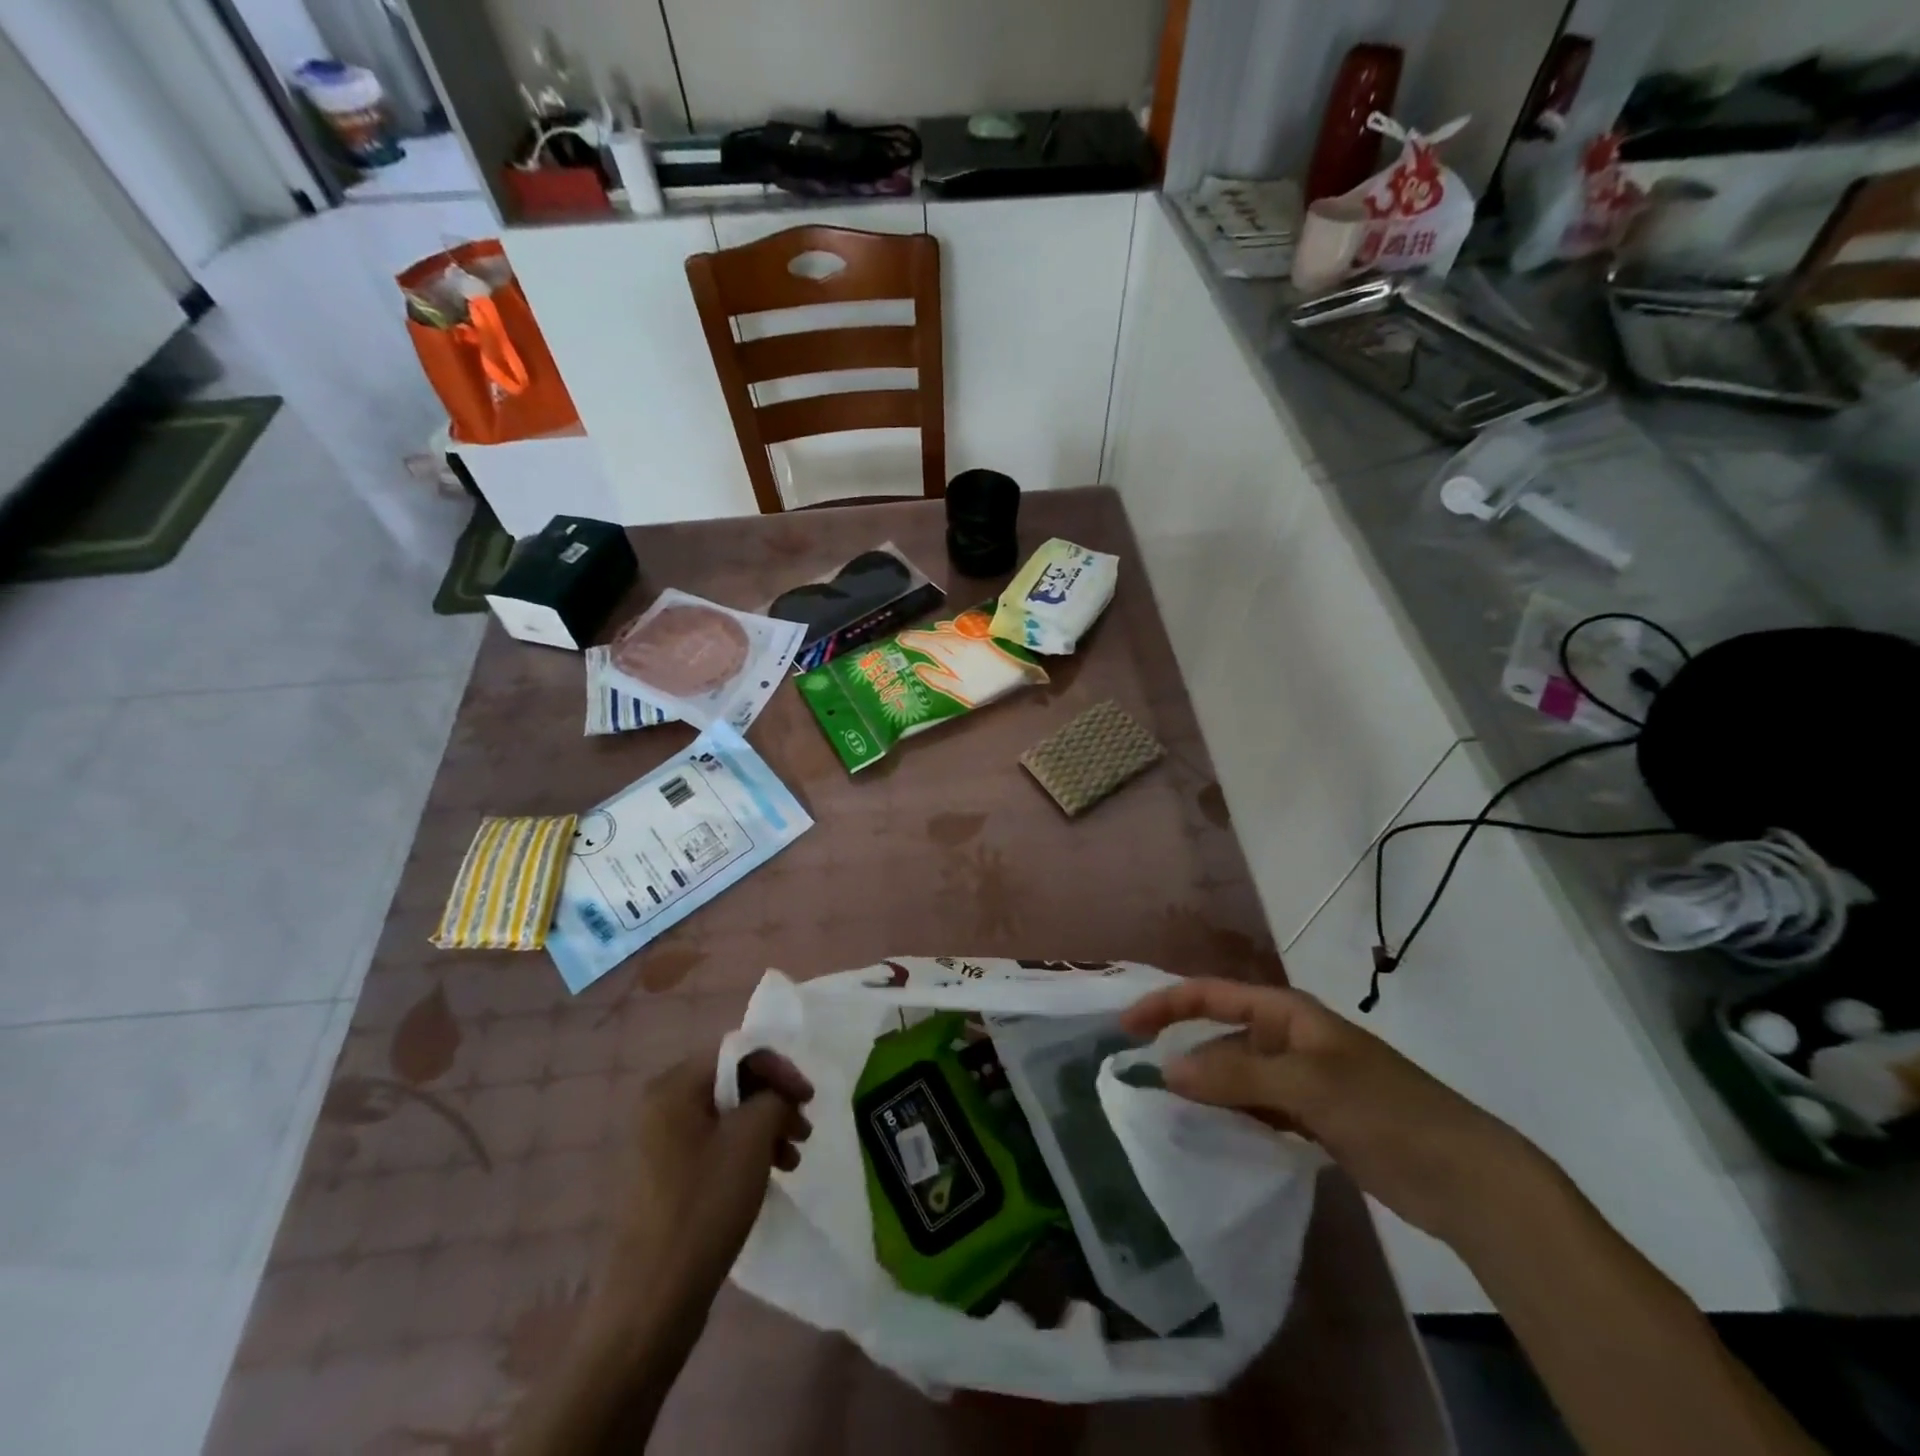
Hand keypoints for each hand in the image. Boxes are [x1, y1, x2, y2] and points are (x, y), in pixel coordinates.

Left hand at [603, 1048, 812, 1328]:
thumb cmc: (704, 1206)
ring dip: (765, 1127)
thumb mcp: (751, 1139)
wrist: (652, 1300)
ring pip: (726, 1115)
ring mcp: (659, 1143)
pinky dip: (745, 1150)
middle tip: (803, 1129)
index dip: (778, 1068)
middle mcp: (660, 1105)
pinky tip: (768, 1175)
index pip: (736, 1052)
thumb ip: (772, 1098)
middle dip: (774, 1100)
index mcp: (673, 1087)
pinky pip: (714, 1144)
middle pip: (731, 1081)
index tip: (808, 1098)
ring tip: (792, 1159)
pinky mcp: (665, 1175)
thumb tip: (777, 1095)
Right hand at [1121, 979, 1548, 1249]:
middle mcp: (1288, 1039)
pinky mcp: (1313, 1118)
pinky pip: (1256, 1108)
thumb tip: (1164, 1069)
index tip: (1126, 1026)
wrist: (1465, 1177)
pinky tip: (1211, 1136)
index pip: (1212, 995)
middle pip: (1220, 1036)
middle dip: (1182, 1050)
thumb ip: (1233, 1076)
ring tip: (1166, 1112)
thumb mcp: (1306, 1085)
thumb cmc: (1385, 1111)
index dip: (1167, 1004)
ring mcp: (1301, 1080)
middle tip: (1138, 1078)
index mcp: (1287, 1013)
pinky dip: (1231, 1116)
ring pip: (1236, 1075)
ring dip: (1205, 1088)